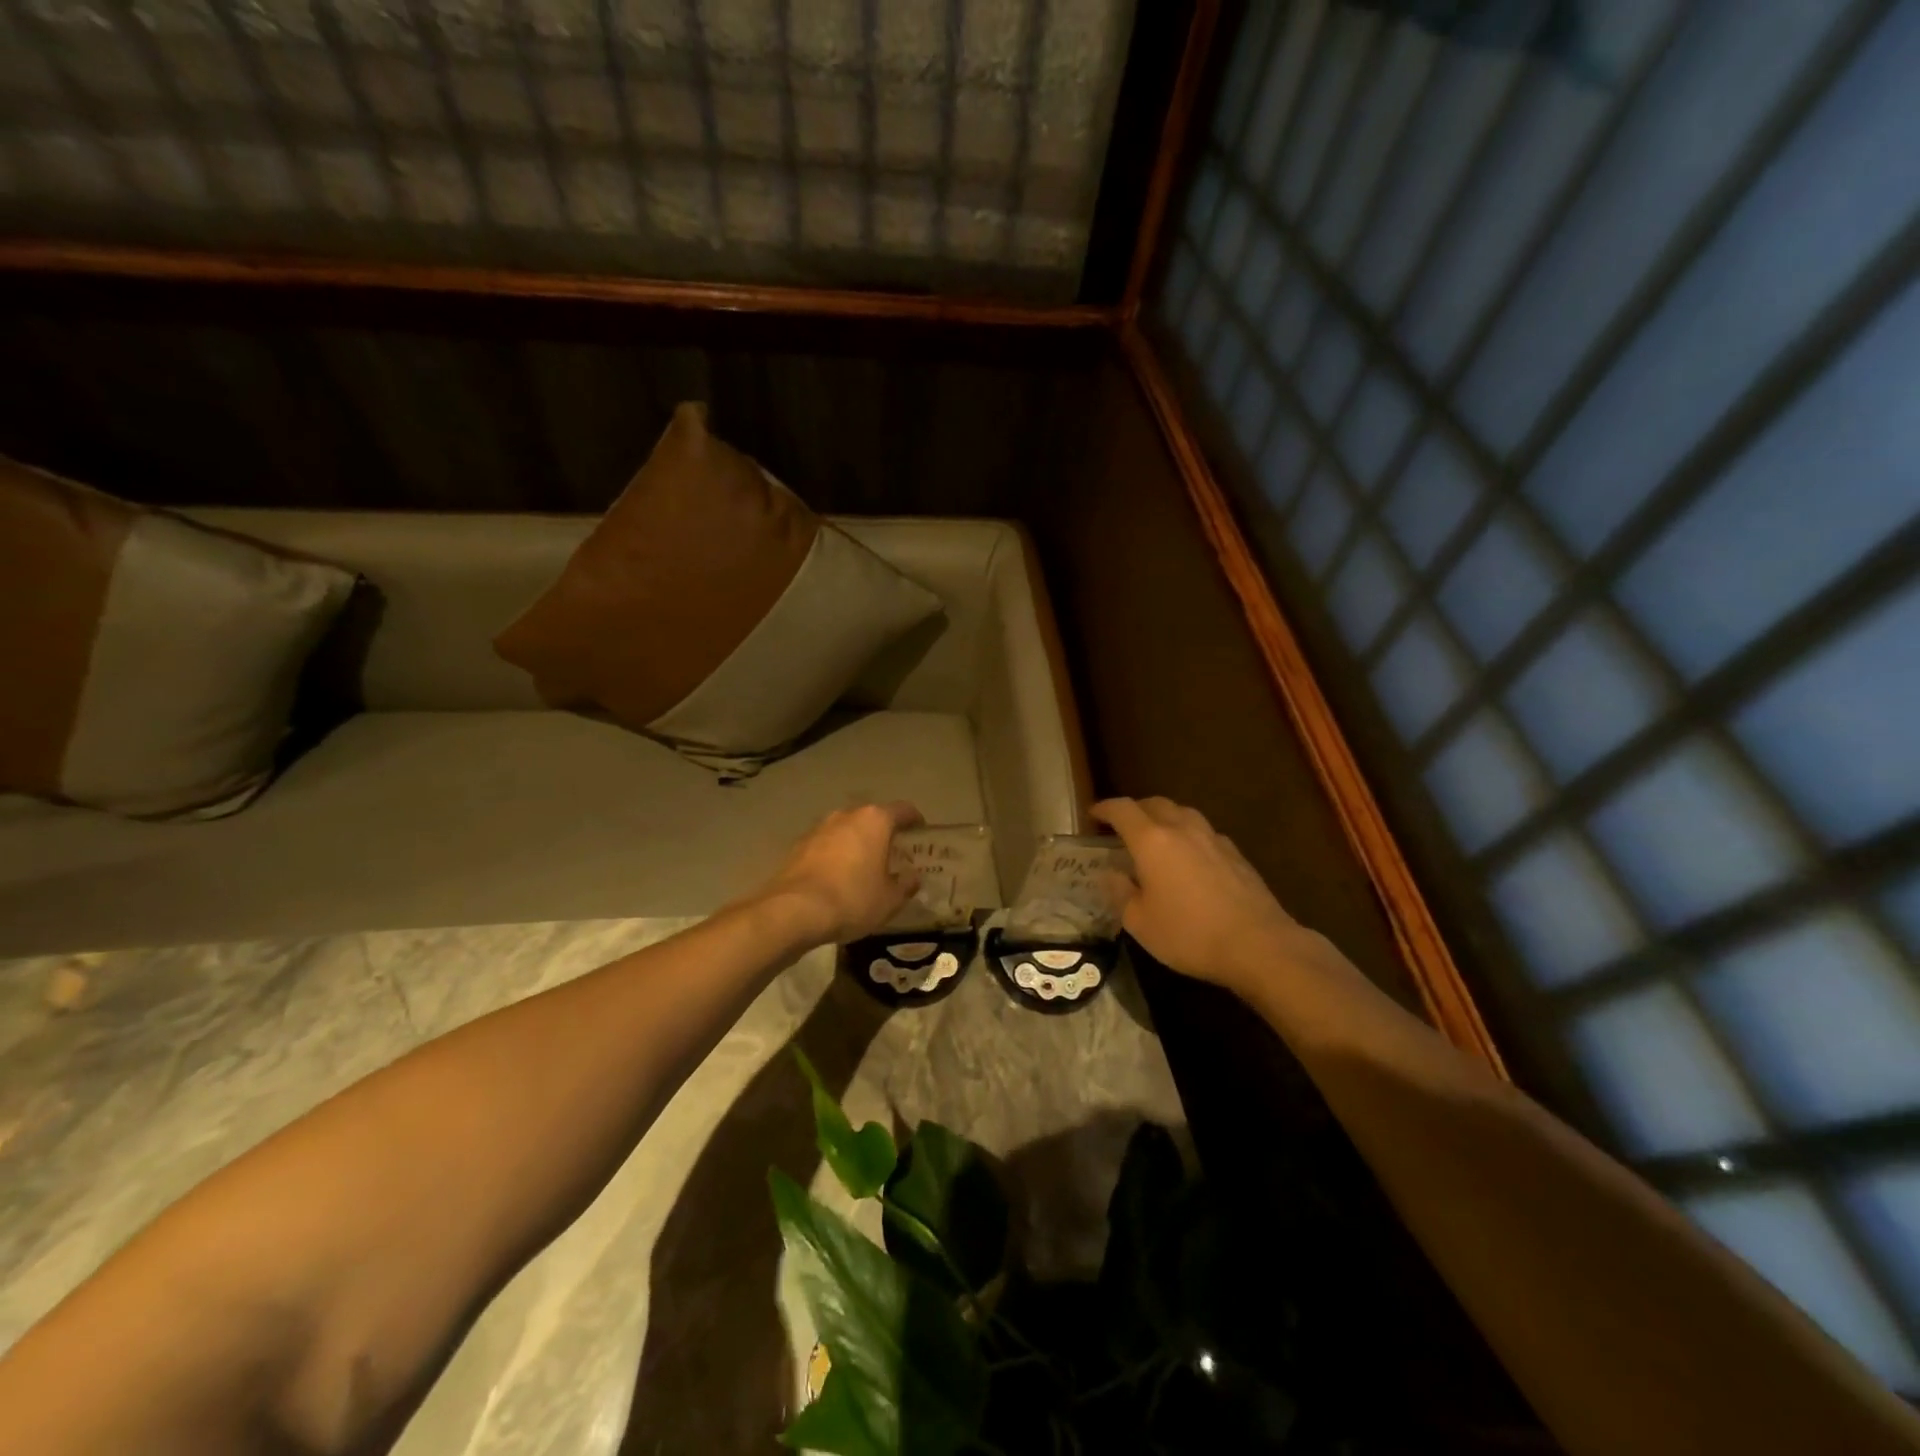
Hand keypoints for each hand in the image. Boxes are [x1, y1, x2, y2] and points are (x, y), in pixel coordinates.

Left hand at [758, 802, 923, 945]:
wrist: (794, 911)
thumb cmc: (852, 899)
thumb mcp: (890, 900)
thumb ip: (905, 885)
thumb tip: (913, 877)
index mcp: (874, 820)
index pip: (903, 810)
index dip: (915, 820)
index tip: (921, 832)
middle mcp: (846, 815)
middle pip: (872, 817)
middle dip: (883, 832)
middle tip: (894, 853)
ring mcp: (819, 828)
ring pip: (846, 829)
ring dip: (857, 842)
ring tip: (864, 865)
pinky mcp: (798, 845)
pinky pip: (826, 844)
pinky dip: (836, 854)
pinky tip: (838, 876)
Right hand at [1094, 796, 1305, 993]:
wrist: (1258, 944)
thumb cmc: (1189, 934)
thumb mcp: (1140, 923)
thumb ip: (1121, 893)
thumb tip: (1111, 875)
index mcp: (1152, 840)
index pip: (1122, 810)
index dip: (1105, 808)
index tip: (1093, 814)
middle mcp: (1182, 829)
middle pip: (1154, 803)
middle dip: (1135, 809)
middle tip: (1122, 826)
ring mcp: (1213, 838)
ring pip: (1183, 813)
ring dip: (1164, 818)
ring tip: (1156, 837)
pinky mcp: (1236, 854)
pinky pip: (1204, 832)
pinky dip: (1188, 835)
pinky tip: (1189, 858)